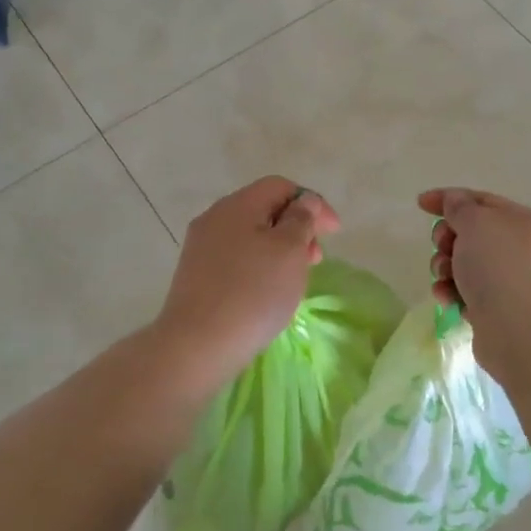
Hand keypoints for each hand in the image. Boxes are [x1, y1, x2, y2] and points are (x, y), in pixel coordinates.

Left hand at [155, 176, 340, 387]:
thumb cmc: (253, 292)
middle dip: (296, 228)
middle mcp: (214, 219)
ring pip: (250, 236)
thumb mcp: (289, 251)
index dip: (312, 203)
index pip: (280, 186)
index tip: (333, 233)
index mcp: (237, 205)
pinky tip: (268, 292)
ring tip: (295, 278)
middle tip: (316, 259)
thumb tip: (303, 202)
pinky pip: (236, 259)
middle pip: (264, 209)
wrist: (198, 344)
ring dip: (279, 249)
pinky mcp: (197, 276)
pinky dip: (259, 266)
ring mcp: (201, 248)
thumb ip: (301, 220)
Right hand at [418, 187, 530, 382]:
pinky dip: (453, 293)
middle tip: (443, 246)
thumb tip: (455, 200)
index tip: (420, 205)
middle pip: (470, 234)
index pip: (480, 200)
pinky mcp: (497, 311)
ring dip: (446, 267)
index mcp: (520, 221)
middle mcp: (519, 249)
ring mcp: (510, 282)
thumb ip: (459, 206)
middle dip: (447, 239)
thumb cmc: (499, 264)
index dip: (449, 199)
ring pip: (465, 265)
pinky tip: (447, 298)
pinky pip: (466, 293)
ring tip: (445, 277)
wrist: (520, 327)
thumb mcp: (475, 222)